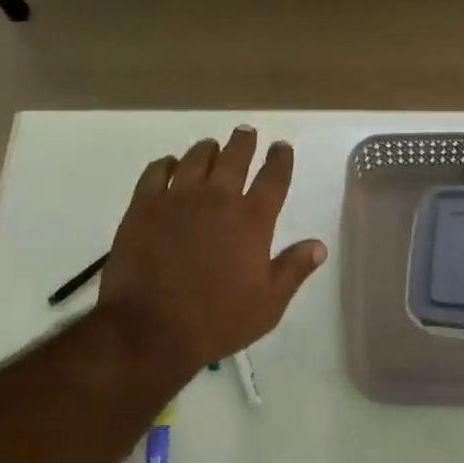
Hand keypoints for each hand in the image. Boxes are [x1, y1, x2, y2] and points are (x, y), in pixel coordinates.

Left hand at [96, 126, 325, 378]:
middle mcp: (218, 198)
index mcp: (252, 219)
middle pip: (235, 156)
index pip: (273, 177)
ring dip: (208, 149)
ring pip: (196, 157)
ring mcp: (178, 198)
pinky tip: (170, 165)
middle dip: (244, 141)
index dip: (280, 158)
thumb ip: (294, 269)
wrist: (149, 330)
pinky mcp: (144, 205)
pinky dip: (167, 164)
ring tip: (211, 147)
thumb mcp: (267, 305)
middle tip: (246, 132)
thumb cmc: (216, 321)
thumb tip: (319, 245)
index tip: (281, 147)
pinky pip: (157, 171)